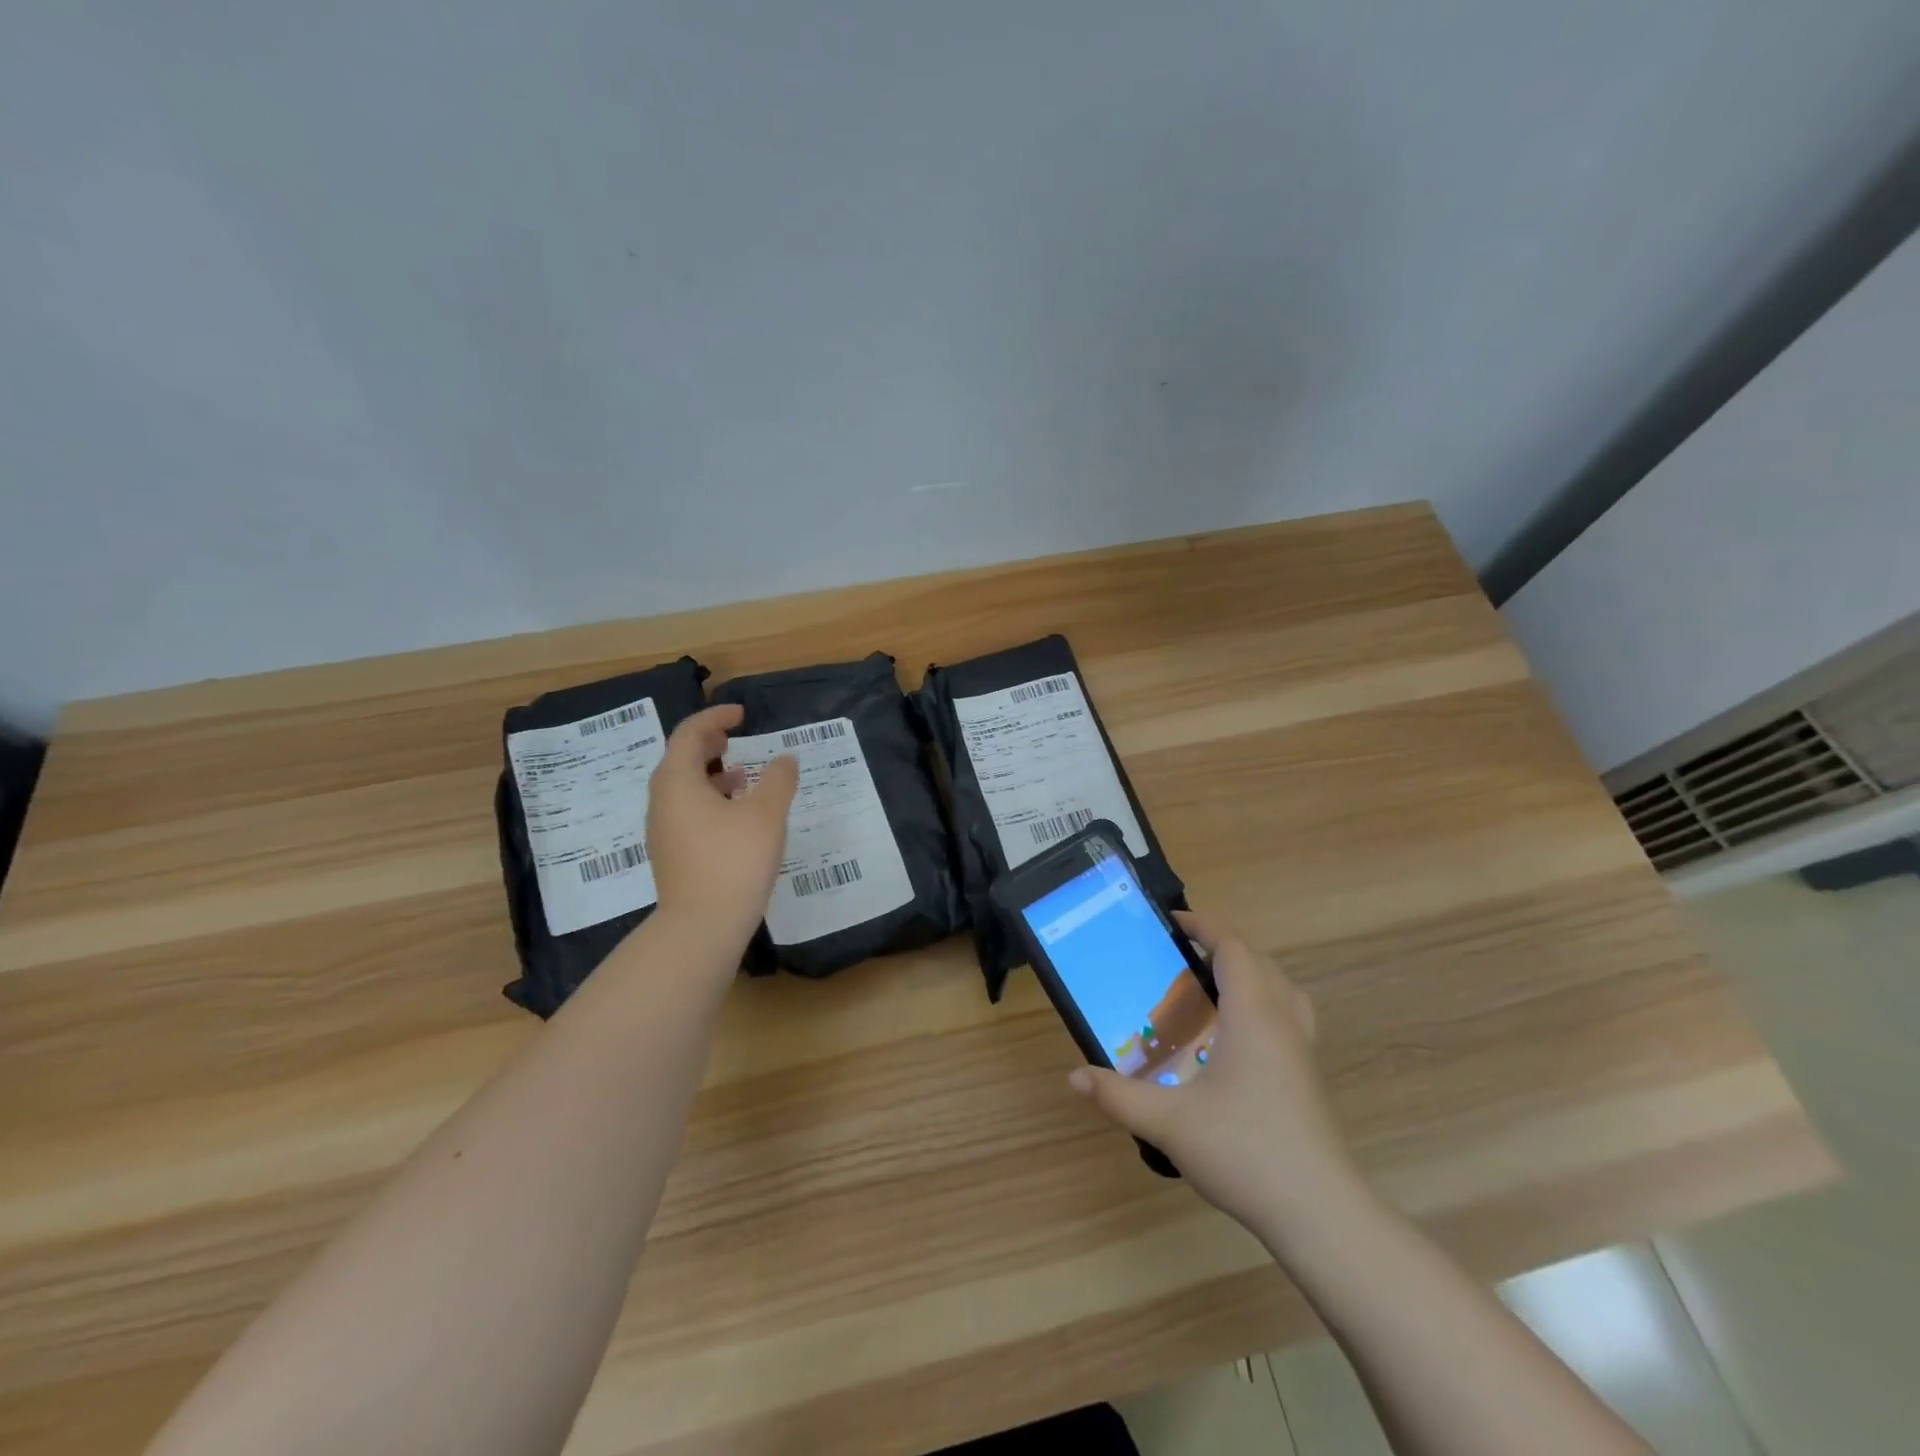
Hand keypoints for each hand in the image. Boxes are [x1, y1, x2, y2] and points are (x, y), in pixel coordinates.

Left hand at [645, 704, 798, 956]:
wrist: (701, 927)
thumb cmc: (734, 861)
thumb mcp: (766, 814)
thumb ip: (779, 779)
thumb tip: (785, 759)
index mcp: (678, 781)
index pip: (689, 734)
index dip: (715, 718)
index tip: (741, 714)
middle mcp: (662, 801)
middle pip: (680, 759)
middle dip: (708, 744)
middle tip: (735, 738)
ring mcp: (663, 830)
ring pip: (683, 787)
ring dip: (711, 774)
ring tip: (742, 776)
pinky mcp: (671, 853)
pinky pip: (687, 811)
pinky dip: (709, 799)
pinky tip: (736, 816)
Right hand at [1068, 911, 1356, 1233]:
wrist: (1320, 1215)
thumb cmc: (1245, 1152)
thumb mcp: (1169, 1123)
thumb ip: (1118, 1096)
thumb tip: (1074, 1076)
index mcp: (1253, 1016)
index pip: (1233, 949)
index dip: (1205, 926)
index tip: (1173, 921)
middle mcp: (1283, 1022)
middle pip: (1260, 962)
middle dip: (1223, 947)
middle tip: (1182, 957)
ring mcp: (1303, 1051)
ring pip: (1283, 989)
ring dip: (1251, 973)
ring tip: (1213, 988)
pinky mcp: (1309, 1078)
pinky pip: (1290, 1017)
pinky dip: (1266, 1004)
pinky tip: (1238, 1039)